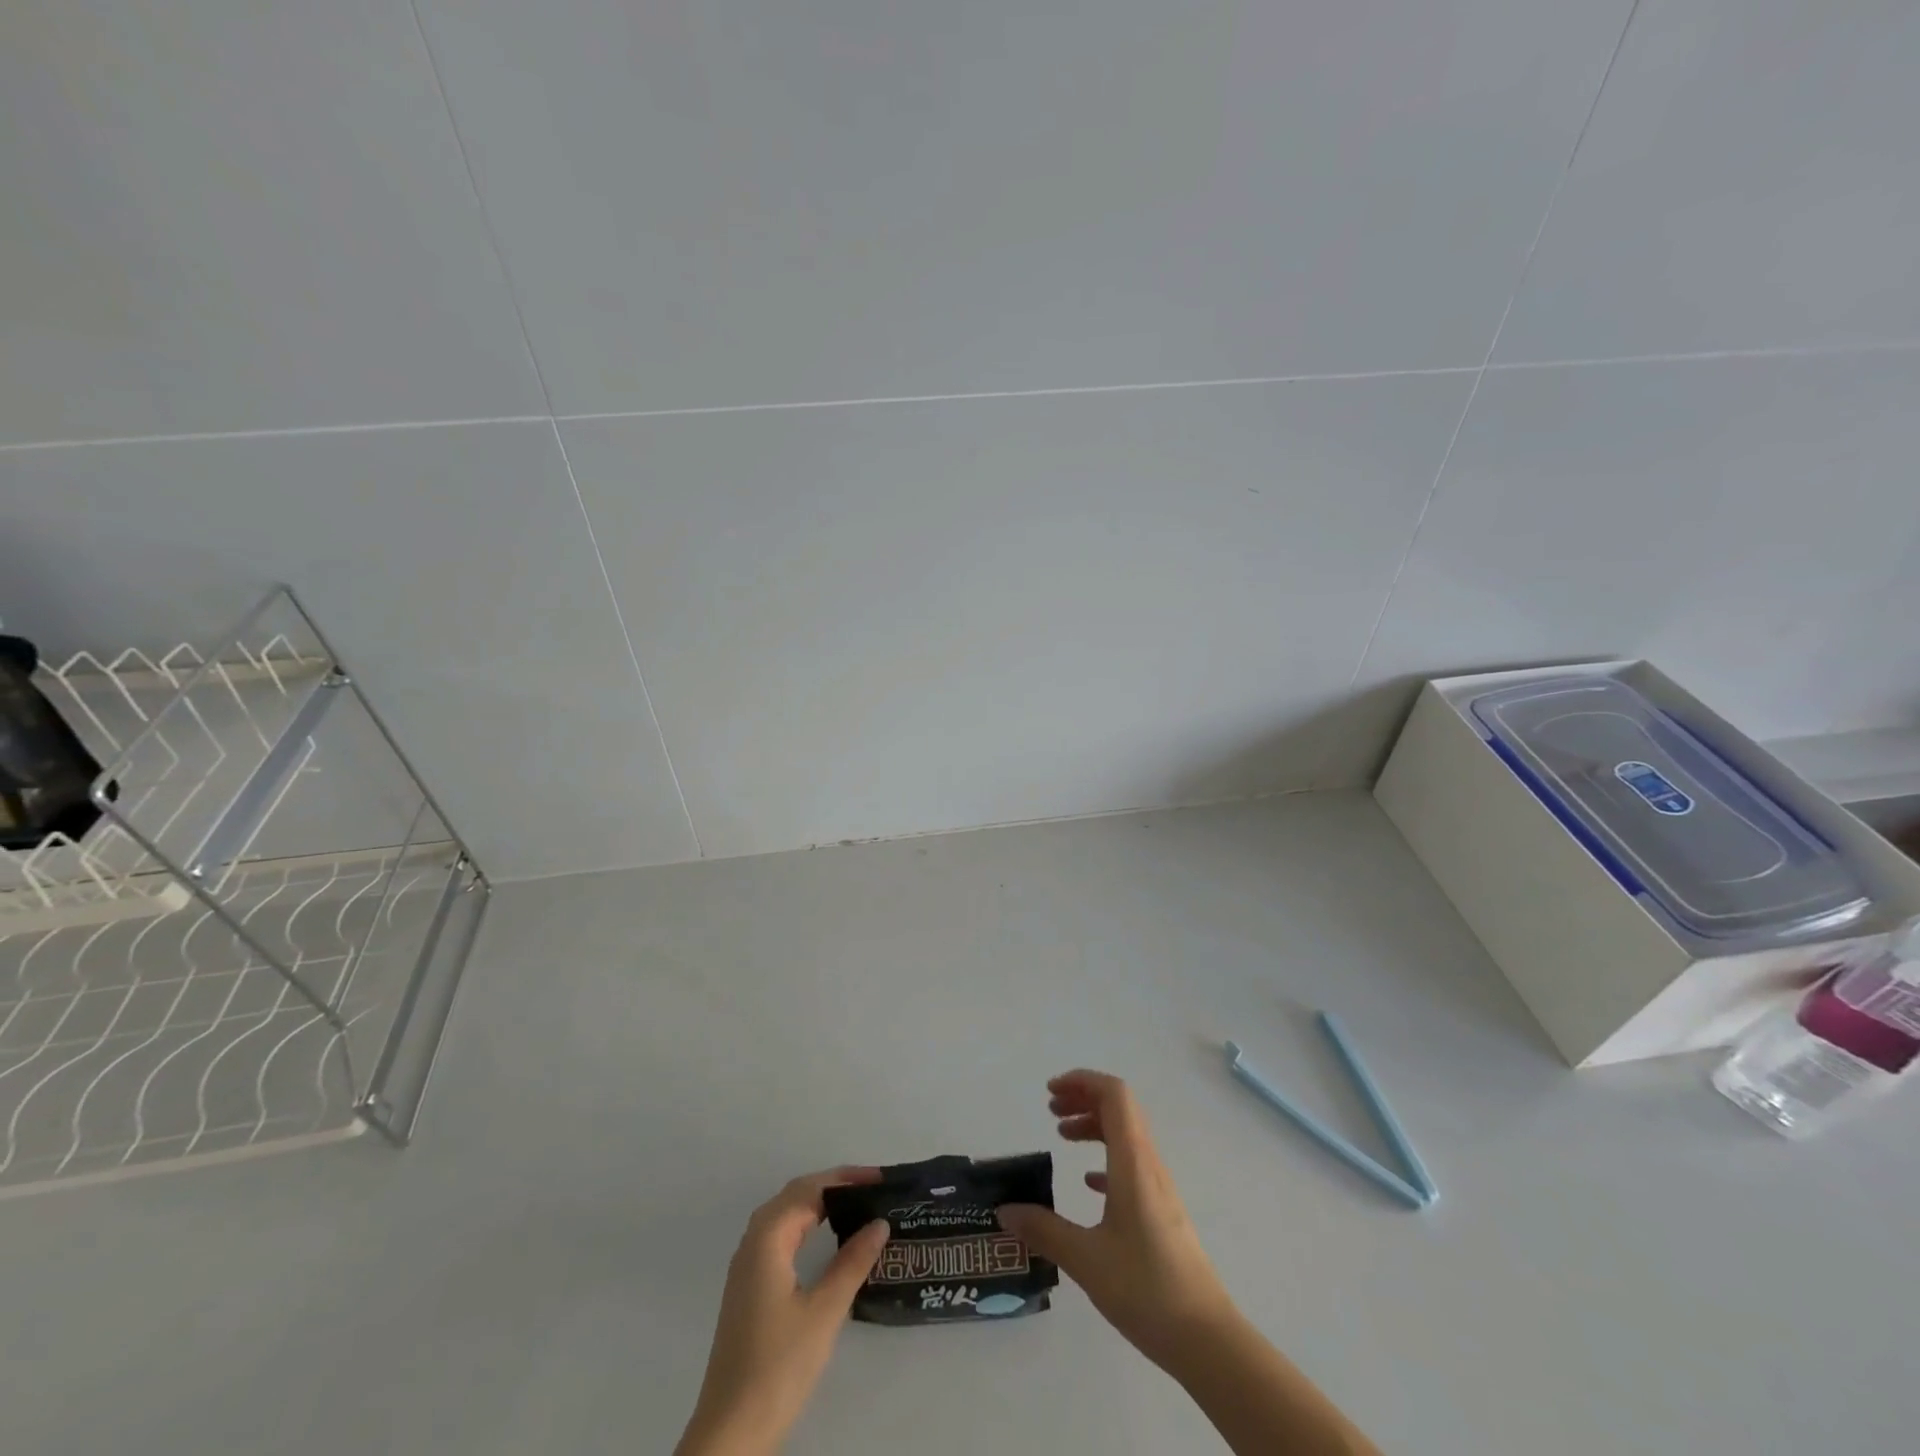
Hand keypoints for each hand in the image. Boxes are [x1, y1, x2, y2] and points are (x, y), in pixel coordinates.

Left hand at [675, 1167, 890, 1455]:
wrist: (731, 1430)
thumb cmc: (779, 1365)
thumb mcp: (824, 1312)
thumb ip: (852, 1262)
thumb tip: (880, 1223)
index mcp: (767, 1237)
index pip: (811, 1189)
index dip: (847, 1178)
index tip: (881, 1179)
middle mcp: (753, 1241)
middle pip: (796, 1194)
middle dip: (834, 1184)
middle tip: (874, 1188)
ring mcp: (747, 1265)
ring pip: (786, 1214)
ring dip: (819, 1202)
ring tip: (856, 1205)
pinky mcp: (749, 1286)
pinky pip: (780, 1235)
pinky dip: (806, 1223)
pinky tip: (825, 1238)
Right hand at [997, 1070, 1236, 1371]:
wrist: (1207, 1340)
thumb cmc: (1146, 1290)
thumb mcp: (1086, 1260)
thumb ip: (1044, 1230)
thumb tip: (1005, 1210)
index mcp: (1133, 1163)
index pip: (1114, 1095)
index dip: (1082, 1081)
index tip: (1050, 1092)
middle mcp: (1149, 1165)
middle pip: (1120, 1108)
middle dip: (1083, 1098)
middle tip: (1050, 1111)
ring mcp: (1159, 1188)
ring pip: (1126, 1135)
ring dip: (1094, 1125)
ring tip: (1062, 1137)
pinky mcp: (1162, 1212)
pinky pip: (1132, 1164)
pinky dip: (1106, 1157)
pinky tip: (1088, 1184)